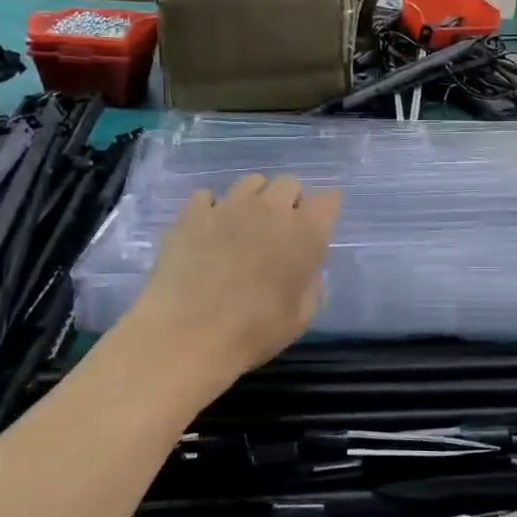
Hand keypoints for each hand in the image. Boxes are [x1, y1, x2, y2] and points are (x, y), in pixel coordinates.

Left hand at [127, 175, 341, 391]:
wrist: (187, 335)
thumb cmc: (253, 332)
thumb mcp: (300, 318)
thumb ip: (310, 285)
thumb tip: (305, 269)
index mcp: (305, 233)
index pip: (329, 200)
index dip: (324, 211)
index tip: (317, 228)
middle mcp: (271, 209)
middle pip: (289, 183)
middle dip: (290, 201)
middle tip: (280, 230)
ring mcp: (229, 206)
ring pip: (251, 182)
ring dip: (254, 198)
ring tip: (244, 225)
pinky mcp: (193, 213)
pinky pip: (207, 195)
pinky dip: (212, 209)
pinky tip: (207, 231)